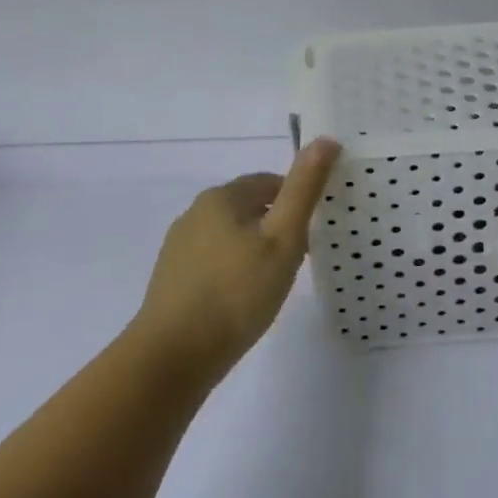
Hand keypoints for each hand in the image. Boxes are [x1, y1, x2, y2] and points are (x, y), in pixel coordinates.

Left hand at [131, 138, 341, 381]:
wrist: (172, 358)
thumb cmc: (236, 292)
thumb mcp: (282, 238)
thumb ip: (303, 189)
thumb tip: (326, 139)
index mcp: (222, 197)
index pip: (270, 183)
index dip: (296, 202)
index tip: (313, 231)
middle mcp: (195, 214)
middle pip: (249, 209)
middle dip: (276, 226)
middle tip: (298, 259)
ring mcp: (179, 248)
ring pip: (230, 237)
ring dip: (254, 251)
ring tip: (273, 283)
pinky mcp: (172, 280)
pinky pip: (213, 263)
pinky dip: (233, 273)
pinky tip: (243, 301)